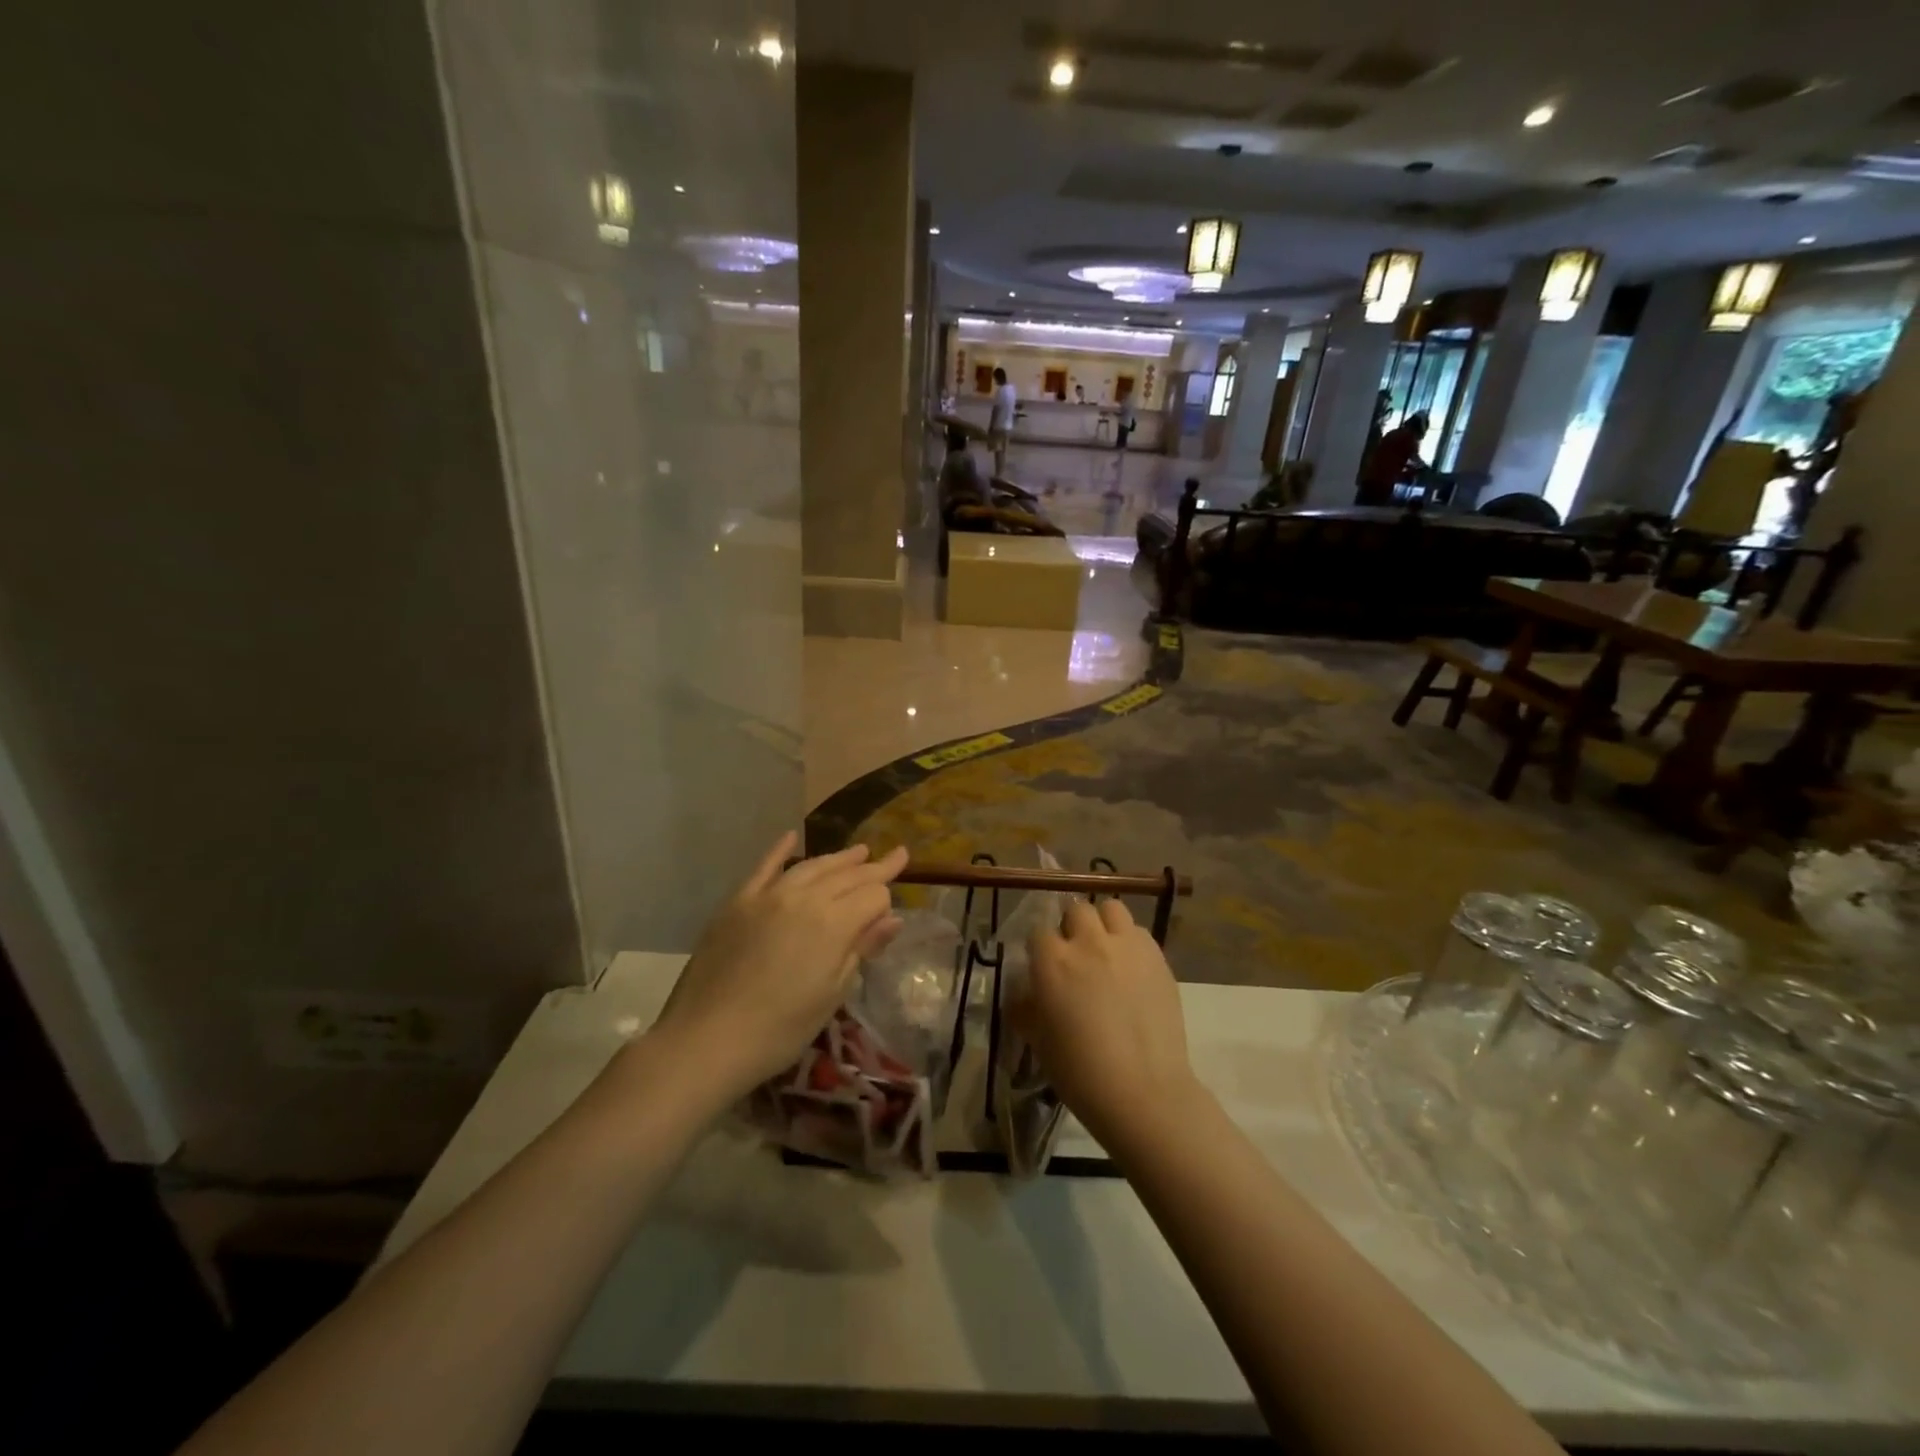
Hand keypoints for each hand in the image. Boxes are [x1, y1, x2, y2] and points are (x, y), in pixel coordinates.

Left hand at [653, 833, 907, 1100]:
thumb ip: (861, 950)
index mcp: (834, 923)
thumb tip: (892, 920)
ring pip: (812, 867)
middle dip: (873, 868)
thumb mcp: (832, 994)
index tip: (897, 899)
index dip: (887, 900)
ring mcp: (768, 895)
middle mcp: (804, 897)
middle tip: (894, 857)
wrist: (706, 1039)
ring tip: (859, 851)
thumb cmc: (780, 1029)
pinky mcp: (739, 902)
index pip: (873, 896)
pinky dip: (780, 850)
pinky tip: (791, 836)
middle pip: (847, 875)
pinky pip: (764, 868)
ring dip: (839, 858)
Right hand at [1006, 899, 1201, 1142]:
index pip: (1039, 932)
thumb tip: (1023, 994)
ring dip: (1104, 923)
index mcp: (1053, 961)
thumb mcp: (1038, 1041)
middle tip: (1076, 954)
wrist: (1144, 1093)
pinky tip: (1131, 967)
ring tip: (1106, 949)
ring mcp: (1127, 946)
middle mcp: (1089, 943)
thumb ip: (1026, 1008)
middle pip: (1076, 910)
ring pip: (1111, 909)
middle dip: (1072, 927)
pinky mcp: (1157, 957)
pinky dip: (1131, 941)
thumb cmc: (1081, 1073)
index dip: (1041, 949)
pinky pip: (1139, 932)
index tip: (1044, 967)